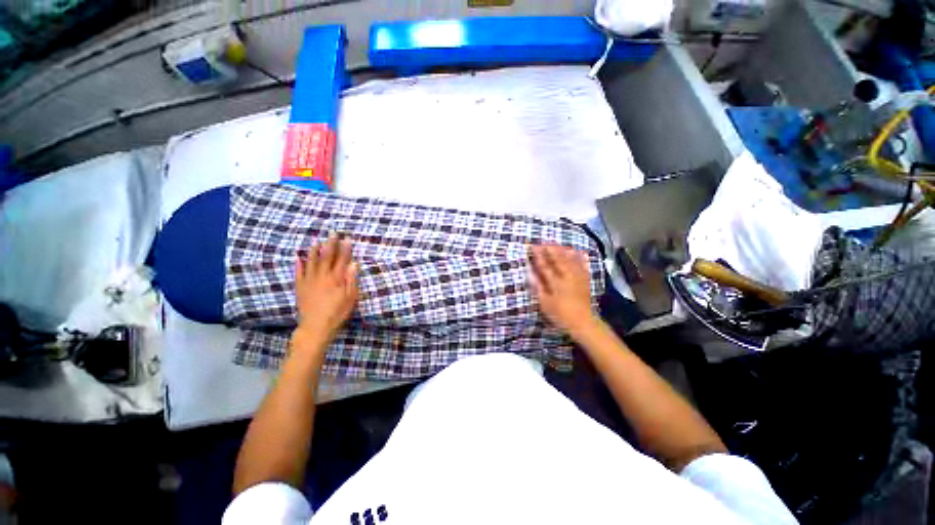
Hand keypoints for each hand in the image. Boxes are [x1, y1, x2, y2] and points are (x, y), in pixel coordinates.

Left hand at [294, 234, 358, 347]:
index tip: (347, 238)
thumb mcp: (350, 298)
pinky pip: (298, 273)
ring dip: (314, 251)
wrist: (315, 327)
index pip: (342, 260)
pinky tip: (297, 257)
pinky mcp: (300, 288)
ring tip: (316, 241)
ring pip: (311, 262)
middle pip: (327, 257)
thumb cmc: (337, 313)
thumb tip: (354, 264)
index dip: (345, 249)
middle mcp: (322, 276)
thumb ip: (351, 280)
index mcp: (336, 279)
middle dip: (331, 244)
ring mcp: (309, 281)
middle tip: (332, 232)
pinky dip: (298, 265)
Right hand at [528, 244, 597, 337]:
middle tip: (543, 241)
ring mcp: (578, 277)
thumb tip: (530, 273)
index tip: (532, 246)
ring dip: (563, 250)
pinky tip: (578, 251)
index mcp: (556, 283)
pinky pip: (583, 265)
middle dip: (550, 249)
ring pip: (570, 260)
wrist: (583, 323)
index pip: (545, 265)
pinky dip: (580, 257)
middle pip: (558, 259)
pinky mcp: (585, 280)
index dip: (538, 255)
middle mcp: (567, 277)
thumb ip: (538, 287)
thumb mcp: (545, 304)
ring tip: (556, 243)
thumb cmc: (561, 315)